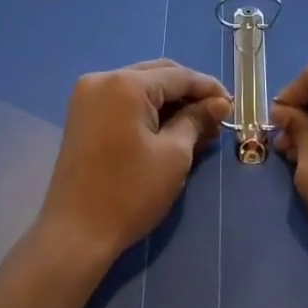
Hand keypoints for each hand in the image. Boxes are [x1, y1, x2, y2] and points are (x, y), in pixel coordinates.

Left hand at [36, 59, 230, 271]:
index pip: (178, 76)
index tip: (232, 105)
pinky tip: (168, 128)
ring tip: (197, 125)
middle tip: (216, 115)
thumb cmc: (130, 192)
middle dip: (188, 92)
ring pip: (140, 87)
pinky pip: (123, 101)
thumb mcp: (173, 155)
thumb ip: (196, 120)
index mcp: (125, 83)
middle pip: (157, 75)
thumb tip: (219, 104)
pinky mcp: (82, 116)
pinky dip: (147, 111)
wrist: (76, 232)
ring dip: (169, 102)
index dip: (209, 88)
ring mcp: (87, 97)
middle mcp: (102, 79)